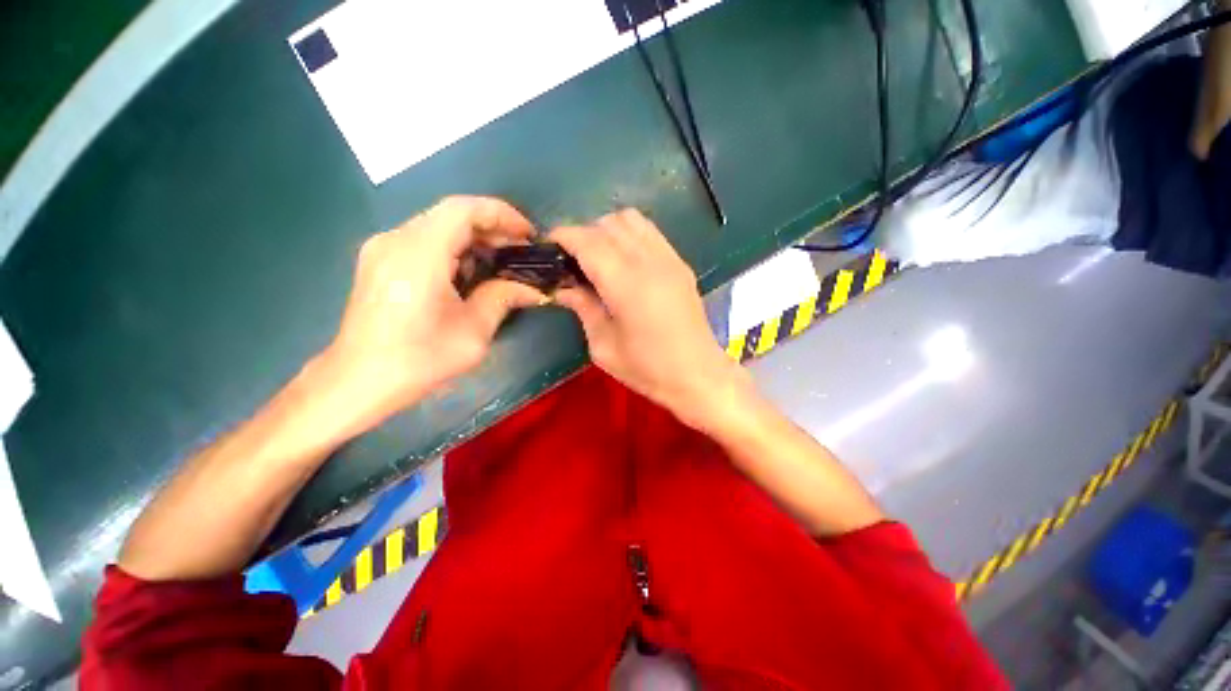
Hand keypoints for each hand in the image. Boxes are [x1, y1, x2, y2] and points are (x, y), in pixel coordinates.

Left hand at [316, 196, 545, 433]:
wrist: (358, 381)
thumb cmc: (419, 360)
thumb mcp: (473, 332)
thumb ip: (503, 299)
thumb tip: (534, 289)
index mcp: (419, 255)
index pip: (464, 209)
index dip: (502, 214)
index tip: (528, 235)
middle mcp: (396, 240)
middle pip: (452, 214)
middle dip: (492, 228)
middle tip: (520, 253)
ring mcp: (383, 248)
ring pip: (438, 225)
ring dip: (474, 238)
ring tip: (500, 263)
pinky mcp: (379, 260)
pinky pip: (424, 239)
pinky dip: (454, 248)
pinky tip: (470, 272)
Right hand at [550, 209, 746, 427]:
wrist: (698, 375)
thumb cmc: (648, 369)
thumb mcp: (604, 346)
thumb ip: (583, 308)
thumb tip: (563, 287)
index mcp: (626, 285)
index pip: (588, 241)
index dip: (563, 236)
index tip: (548, 245)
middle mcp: (649, 262)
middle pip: (608, 224)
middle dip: (583, 234)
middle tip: (572, 260)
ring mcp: (669, 259)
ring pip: (631, 220)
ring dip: (607, 230)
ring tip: (599, 257)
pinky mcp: (681, 263)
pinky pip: (650, 231)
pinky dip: (629, 234)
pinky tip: (624, 259)